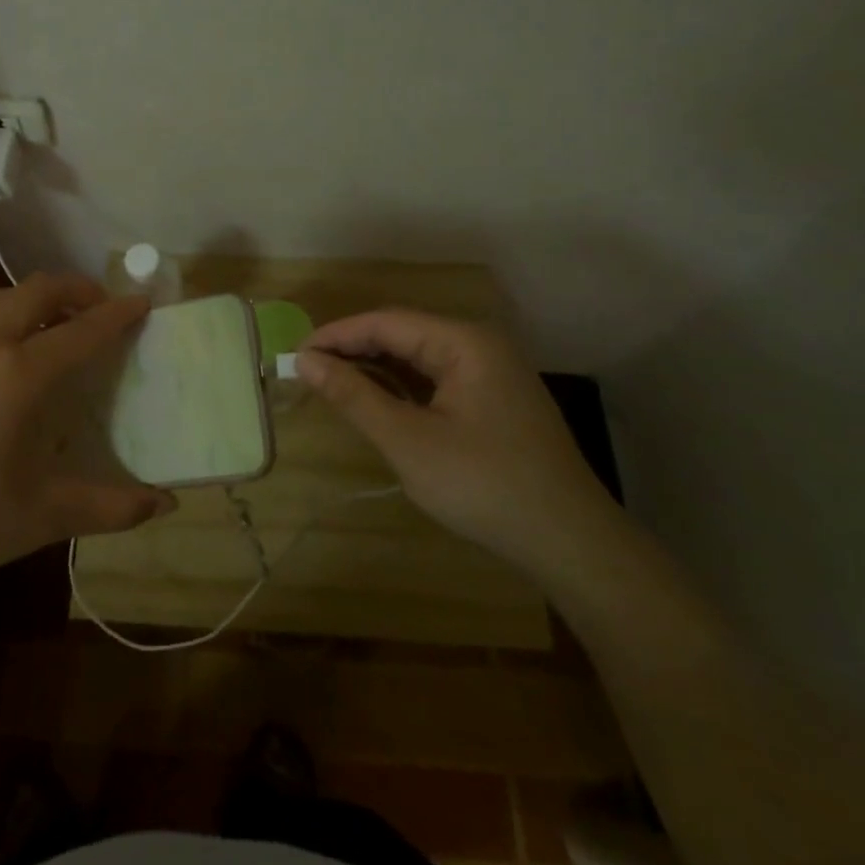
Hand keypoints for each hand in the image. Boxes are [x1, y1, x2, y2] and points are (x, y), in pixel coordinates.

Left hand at [0, 274, 175, 596]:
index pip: (80, 331)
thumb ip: (115, 506)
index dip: (116, 314)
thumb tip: (170, 504)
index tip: (142, 302)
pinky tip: (6, 351)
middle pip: (38, 290)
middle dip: (77, 289)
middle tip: (101, 309)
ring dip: (36, 297)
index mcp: (18, 375)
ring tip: (57, 322)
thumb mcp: (49, 515)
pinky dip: (3, 314)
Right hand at [298, 310, 611, 568]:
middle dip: (353, 351)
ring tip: (332, 386)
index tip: (295, 356)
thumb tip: (305, 361)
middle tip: (307, 373)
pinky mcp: (493, 400)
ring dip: (375, 369)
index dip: (336, 335)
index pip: (385, 322)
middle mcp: (479, 345)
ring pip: (418, 358)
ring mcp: (491, 373)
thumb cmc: (484, 485)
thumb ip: (355, 396)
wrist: (570, 543)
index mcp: (464, 342)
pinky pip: (436, 380)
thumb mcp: (408, 441)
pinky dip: (401, 388)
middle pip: (403, 334)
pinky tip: (377, 403)